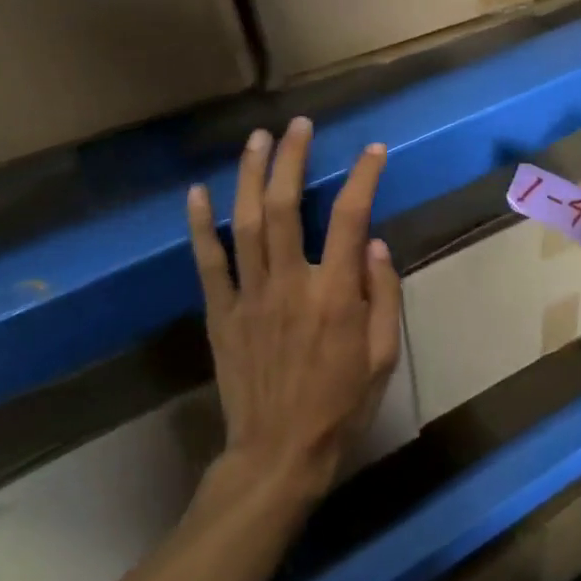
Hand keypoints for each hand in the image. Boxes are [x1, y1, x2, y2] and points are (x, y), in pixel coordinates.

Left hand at [186, 118, 402, 505]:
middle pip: (285, 205)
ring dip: (250, 175)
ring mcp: (249, 296)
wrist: (278, 455)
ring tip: (257, 139)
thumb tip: (374, 243)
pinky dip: (201, 225)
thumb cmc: (342, 405)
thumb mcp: (384, 356)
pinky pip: (208, 262)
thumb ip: (383, 295)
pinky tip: (196, 192)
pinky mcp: (221, 313)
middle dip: (291, 159)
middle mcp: (289, 283)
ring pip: (245, 222)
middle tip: (297, 126)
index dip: (362, 177)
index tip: (373, 150)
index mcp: (334, 294)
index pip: (350, 218)